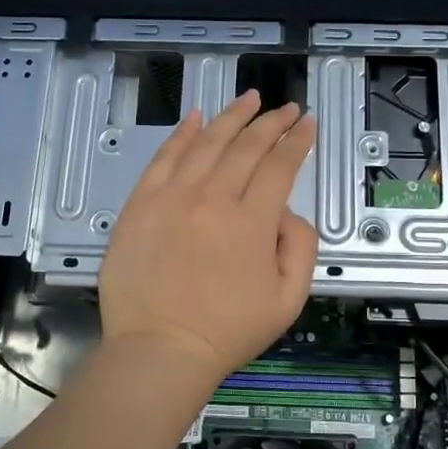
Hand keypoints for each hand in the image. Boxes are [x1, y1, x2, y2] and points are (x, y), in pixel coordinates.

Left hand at [100, 91, 318, 387]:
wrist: (160, 349)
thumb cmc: (227, 331)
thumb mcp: (289, 300)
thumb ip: (300, 246)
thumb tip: (287, 210)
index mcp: (252, 222)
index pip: (280, 166)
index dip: (297, 141)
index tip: (306, 123)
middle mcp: (213, 198)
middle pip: (247, 146)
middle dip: (271, 122)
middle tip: (285, 108)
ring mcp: (172, 197)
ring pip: (207, 142)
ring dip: (232, 116)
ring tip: (249, 99)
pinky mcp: (140, 203)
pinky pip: (164, 157)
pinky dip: (182, 133)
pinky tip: (196, 117)